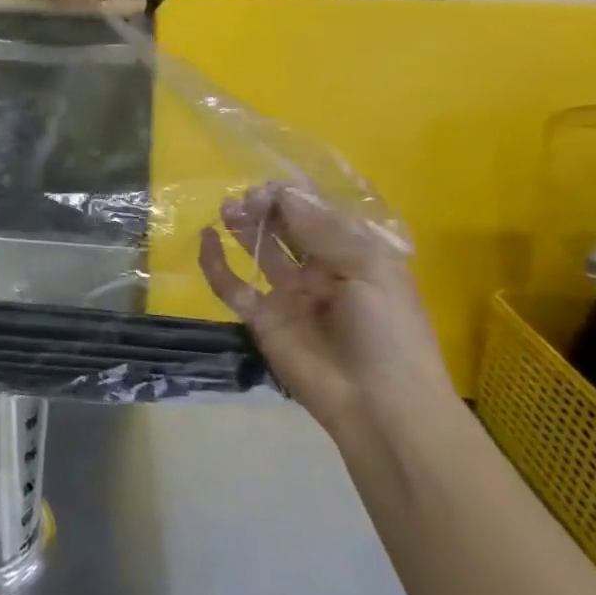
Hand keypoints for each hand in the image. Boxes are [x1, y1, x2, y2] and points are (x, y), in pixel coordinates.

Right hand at [198, 184, 455, 438]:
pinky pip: (232, 286)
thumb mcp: (367, 268)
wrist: (380, 404)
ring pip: (259, 249)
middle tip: (247, 200)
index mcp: (355, 255)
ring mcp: (289, 294)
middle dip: (267, 207)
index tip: (270, 190)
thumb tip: (281, 193)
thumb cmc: (388, 330)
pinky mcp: (262, 318)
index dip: (293, 196)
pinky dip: (215, 263)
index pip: (318, 213)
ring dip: (243, 226)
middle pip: (286, 227)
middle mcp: (320, 269)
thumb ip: (320, 229)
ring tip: (228, 209)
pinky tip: (206, 240)